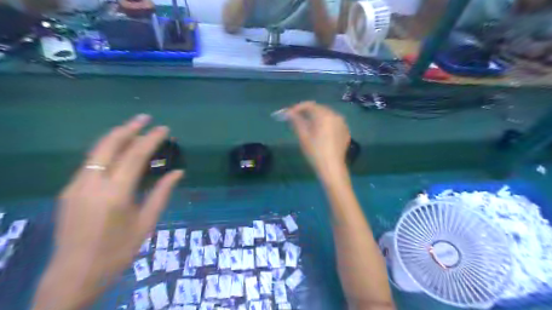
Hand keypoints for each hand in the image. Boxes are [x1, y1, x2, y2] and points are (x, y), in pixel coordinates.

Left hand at [35, 114, 184, 309]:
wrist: (74, 274)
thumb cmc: (119, 250)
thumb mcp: (147, 223)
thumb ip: (162, 193)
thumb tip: (178, 172)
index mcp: (116, 193)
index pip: (136, 155)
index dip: (151, 139)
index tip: (164, 129)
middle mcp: (93, 184)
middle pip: (110, 145)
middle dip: (129, 128)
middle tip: (145, 118)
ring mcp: (76, 186)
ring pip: (96, 151)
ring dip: (116, 136)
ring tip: (133, 128)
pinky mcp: (68, 191)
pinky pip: (90, 163)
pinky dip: (106, 151)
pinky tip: (117, 152)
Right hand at [287, 100, 350, 178]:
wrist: (332, 168)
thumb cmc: (315, 152)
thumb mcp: (303, 136)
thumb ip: (296, 121)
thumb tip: (288, 112)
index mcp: (325, 115)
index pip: (310, 105)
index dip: (298, 108)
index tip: (289, 114)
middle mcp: (336, 116)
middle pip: (319, 109)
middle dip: (307, 112)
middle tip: (296, 119)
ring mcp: (343, 124)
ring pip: (327, 116)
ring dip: (316, 118)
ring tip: (307, 127)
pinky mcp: (345, 132)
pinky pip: (333, 123)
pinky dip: (325, 124)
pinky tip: (320, 133)